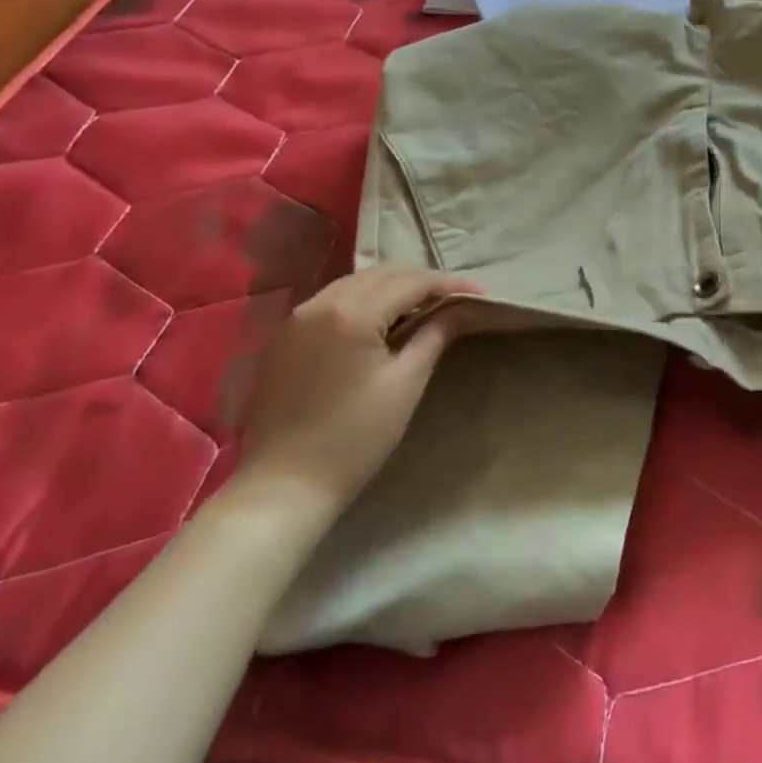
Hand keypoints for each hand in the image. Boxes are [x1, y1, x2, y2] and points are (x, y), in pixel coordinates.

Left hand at [230, 266, 479, 518]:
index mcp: (351, 313)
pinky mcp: (285, 336)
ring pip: (356, 283)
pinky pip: (333, 300)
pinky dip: (363, 300)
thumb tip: (462, 308)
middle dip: (421, 281)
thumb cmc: (353, 439)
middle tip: (454, 299)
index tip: (479, 293)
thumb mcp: (405, 384)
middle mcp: (321, 302)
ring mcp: (297, 318)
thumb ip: (435, 335)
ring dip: (392, 288)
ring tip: (423, 308)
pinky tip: (381, 321)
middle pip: (382, 274)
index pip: (411, 282)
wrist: (282, 488)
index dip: (448, 284)